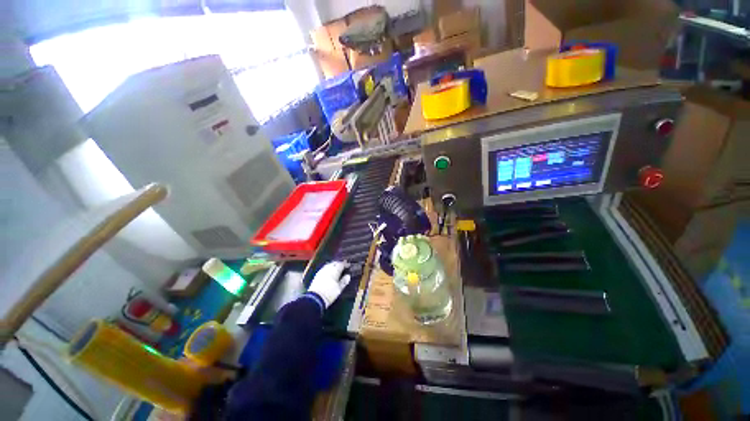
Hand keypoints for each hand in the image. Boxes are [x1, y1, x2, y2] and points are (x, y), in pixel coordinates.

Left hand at [307, 261, 350, 307]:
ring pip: (329, 264)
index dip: (345, 264)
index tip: (349, 265)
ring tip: (336, 267)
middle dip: (339, 263)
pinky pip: (324, 268)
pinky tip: (329, 271)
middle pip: (334, 263)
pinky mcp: (317, 274)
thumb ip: (344, 281)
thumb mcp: (339, 289)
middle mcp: (328, 269)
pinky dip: (328, 267)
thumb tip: (348, 275)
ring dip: (333, 264)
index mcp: (334, 271)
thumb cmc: (329, 293)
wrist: (315, 298)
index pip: (341, 264)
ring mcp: (322, 271)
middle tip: (343, 265)